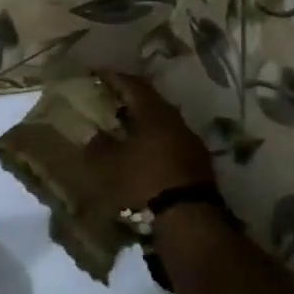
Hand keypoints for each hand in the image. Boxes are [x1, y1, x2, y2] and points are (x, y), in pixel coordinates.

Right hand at [85, 70, 216, 212]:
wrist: (188, 219)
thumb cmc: (143, 181)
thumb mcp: (108, 164)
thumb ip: (98, 145)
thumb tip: (95, 135)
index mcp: (154, 114)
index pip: (133, 85)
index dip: (114, 77)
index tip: (98, 74)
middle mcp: (176, 121)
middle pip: (150, 102)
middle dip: (129, 99)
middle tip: (109, 99)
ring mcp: (190, 142)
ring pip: (162, 123)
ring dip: (143, 122)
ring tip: (123, 128)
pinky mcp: (198, 163)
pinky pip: (170, 142)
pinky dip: (154, 141)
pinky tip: (142, 152)